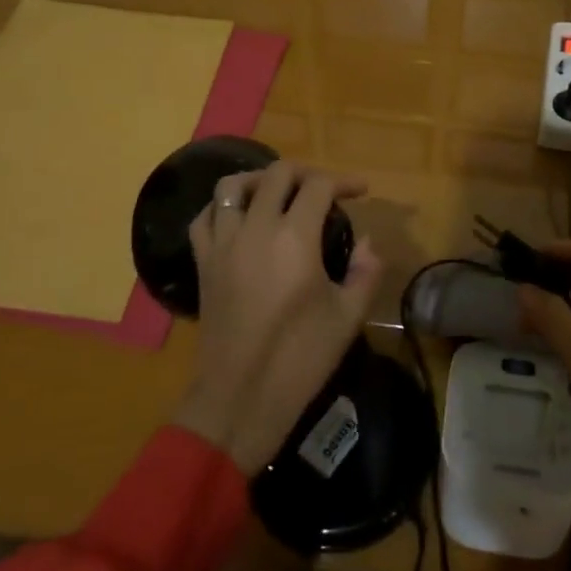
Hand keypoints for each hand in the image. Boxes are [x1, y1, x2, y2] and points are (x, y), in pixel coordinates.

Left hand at [171, 161, 380, 475]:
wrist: (240, 397)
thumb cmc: (300, 357)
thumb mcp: (348, 316)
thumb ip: (366, 271)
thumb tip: (367, 243)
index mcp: (295, 238)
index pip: (319, 186)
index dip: (344, 181)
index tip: (361, 191)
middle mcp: (255, 229)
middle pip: (277, 174)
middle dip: (306, 173)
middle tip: (325, 189)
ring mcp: (223, 244)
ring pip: (232, 186)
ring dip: (259, 178)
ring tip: (278, 191)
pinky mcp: (203, 263)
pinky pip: (204, 218)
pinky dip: (222, 207)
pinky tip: (238, 217)